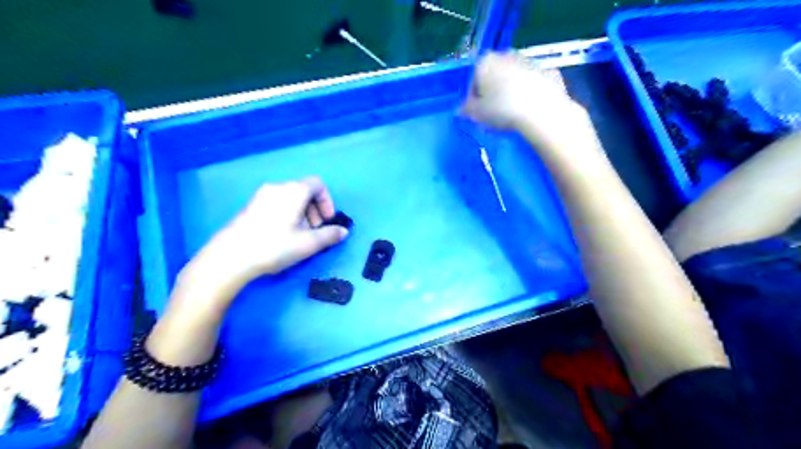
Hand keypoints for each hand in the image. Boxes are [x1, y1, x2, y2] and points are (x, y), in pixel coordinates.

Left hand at [182, 177, 350, 299]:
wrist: (230, 257)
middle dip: (315, 210)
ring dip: (302, 214)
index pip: (318, 184)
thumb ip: (330, 235)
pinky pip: (276, 204)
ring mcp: (261, 196)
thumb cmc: (274, 246)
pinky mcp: (249, 207)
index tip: (327, 221)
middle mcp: (277, 187)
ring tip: (298, 236)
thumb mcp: (308, 243)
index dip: (327, 201)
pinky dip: (286, 215)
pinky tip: (281, 237)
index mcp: (294, 190)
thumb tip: (343, 231)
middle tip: (314, 232)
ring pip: (290, 199)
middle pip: (304, 191)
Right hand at [460, 52, 587, 142]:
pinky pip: (534, 84)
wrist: (541, 111)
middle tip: (495, 113)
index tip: (478, 113)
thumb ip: (466, 109)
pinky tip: (531, 110)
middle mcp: (507, 55)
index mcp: (485, 62)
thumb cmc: (501, 110)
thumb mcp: (476, 114)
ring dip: (512, 91)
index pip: (473, 80)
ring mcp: (530, 61)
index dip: (474, 98)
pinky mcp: (549, 71)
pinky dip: (531, 93)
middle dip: (494, 91)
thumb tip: (460, 109)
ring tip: (514, 114)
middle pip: (495, 75)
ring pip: (515, 78)